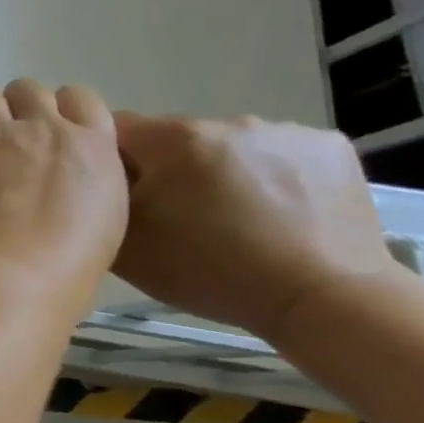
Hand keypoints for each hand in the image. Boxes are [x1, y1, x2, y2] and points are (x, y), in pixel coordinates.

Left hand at [0, 80, 127, 310]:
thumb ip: (84, 181)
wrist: (4, 279)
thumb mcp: (103, 220)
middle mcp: (41, 127)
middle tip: (6, 147)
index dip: (59, 112)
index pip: (79, 98)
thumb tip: (61, 174)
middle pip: (27, 91)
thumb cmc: (63, 270)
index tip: (46, 136)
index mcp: (91, 145)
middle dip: (17, 112)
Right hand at [113, 113, 402, 338]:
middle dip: (170, 169)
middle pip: (173, 138)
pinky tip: (278, 213)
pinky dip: (271, 176)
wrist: (326, 301)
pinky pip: (278, 153)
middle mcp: (226, 121)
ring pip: (226, 146)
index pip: (115, 129)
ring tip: (235, 219)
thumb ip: (98, 199)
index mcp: (172, 138)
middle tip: (182, 217)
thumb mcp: (125, 244)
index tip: (127, 198)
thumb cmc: (211, 272)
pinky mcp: (330, 147)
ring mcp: (284, 130)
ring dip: (220, 171)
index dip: (112, 161)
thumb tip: (94, 175)